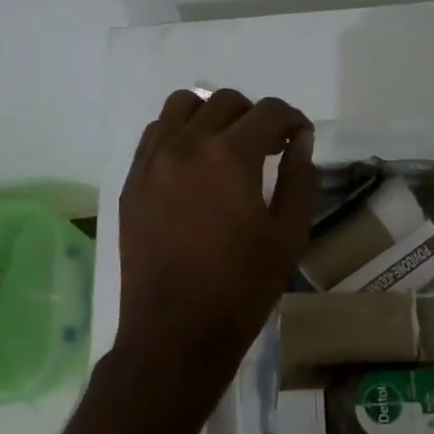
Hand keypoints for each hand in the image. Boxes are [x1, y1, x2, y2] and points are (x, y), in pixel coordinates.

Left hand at [115, 88, 316, 395]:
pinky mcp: (133, 181)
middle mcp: (186, 145)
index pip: (269, 112)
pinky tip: (193, 164)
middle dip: (256, 116)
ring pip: (183, 105)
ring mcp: (152, 161)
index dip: (293, 120)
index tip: (300, 138)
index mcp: (230, 157)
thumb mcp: (289, 235)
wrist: (176, 332)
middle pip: (226, 101)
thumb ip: (301, 178)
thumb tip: (300, 141)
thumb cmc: (241, 288)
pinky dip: (179, 133)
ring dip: (213, 115)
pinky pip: (155, 133)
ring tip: (227, 147)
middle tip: (269, 148)